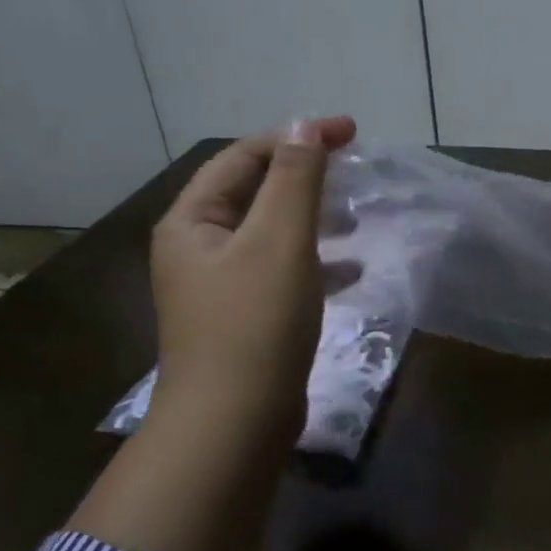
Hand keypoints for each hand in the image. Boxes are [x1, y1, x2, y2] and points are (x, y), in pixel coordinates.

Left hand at [148, 116, 356, 450]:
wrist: (233, 425)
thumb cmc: (254, 324)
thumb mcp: (280, 241)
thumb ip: (295, 180)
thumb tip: (305, 126)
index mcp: (194, 220)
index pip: (245, 156)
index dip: (297, 137)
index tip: (351, 134)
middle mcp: (199, 246)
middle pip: (255, 191)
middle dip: (306, 177)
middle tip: (355, 172)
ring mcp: (220, 285)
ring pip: (272, 232)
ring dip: (314, 218)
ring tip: (356, 218)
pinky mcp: (245, 316)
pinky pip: (282, 271)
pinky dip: (316, 261)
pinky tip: (352, 269)